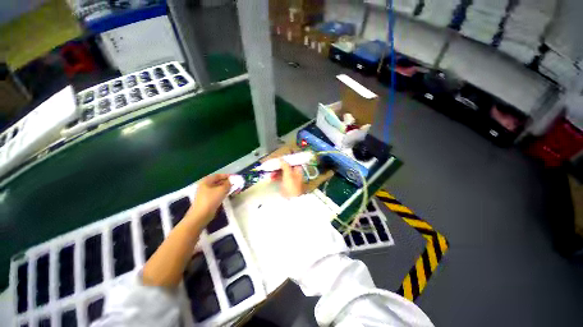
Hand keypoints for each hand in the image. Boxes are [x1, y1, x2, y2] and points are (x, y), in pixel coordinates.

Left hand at [189, 174, 230, 224]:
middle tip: (235, 184)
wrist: (200, 215)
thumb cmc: (210, 199)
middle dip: (227, 182)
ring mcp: (205, 194)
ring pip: (218, 189)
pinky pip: (217, 194)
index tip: (234, 177)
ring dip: (226, 188)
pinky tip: (228, 195)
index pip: (218, 175)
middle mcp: (205, 186)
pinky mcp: (207, 201)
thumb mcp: (222, 190)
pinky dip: (223, 194)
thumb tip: (230, 182)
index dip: (227, 175)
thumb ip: (228, 184)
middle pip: (218, 182)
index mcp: (206, 181)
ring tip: (234, 189)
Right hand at [272, 159, 303, 197]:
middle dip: (278, 166)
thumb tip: (281, 158)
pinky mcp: (286, 183)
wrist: (292, 199)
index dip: (285, 159)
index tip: (278, 158)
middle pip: (286, 166)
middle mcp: (294, 173)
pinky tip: (271, 178)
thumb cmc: (292, 186)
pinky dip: (276, 176)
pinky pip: (280, 177)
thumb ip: (285, 165)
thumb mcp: (288, 174)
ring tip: (270, 173)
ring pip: (282, 171)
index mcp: (297, 170)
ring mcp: (290, 178)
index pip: (291, 161)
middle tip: (272, 165)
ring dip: (276, 171)